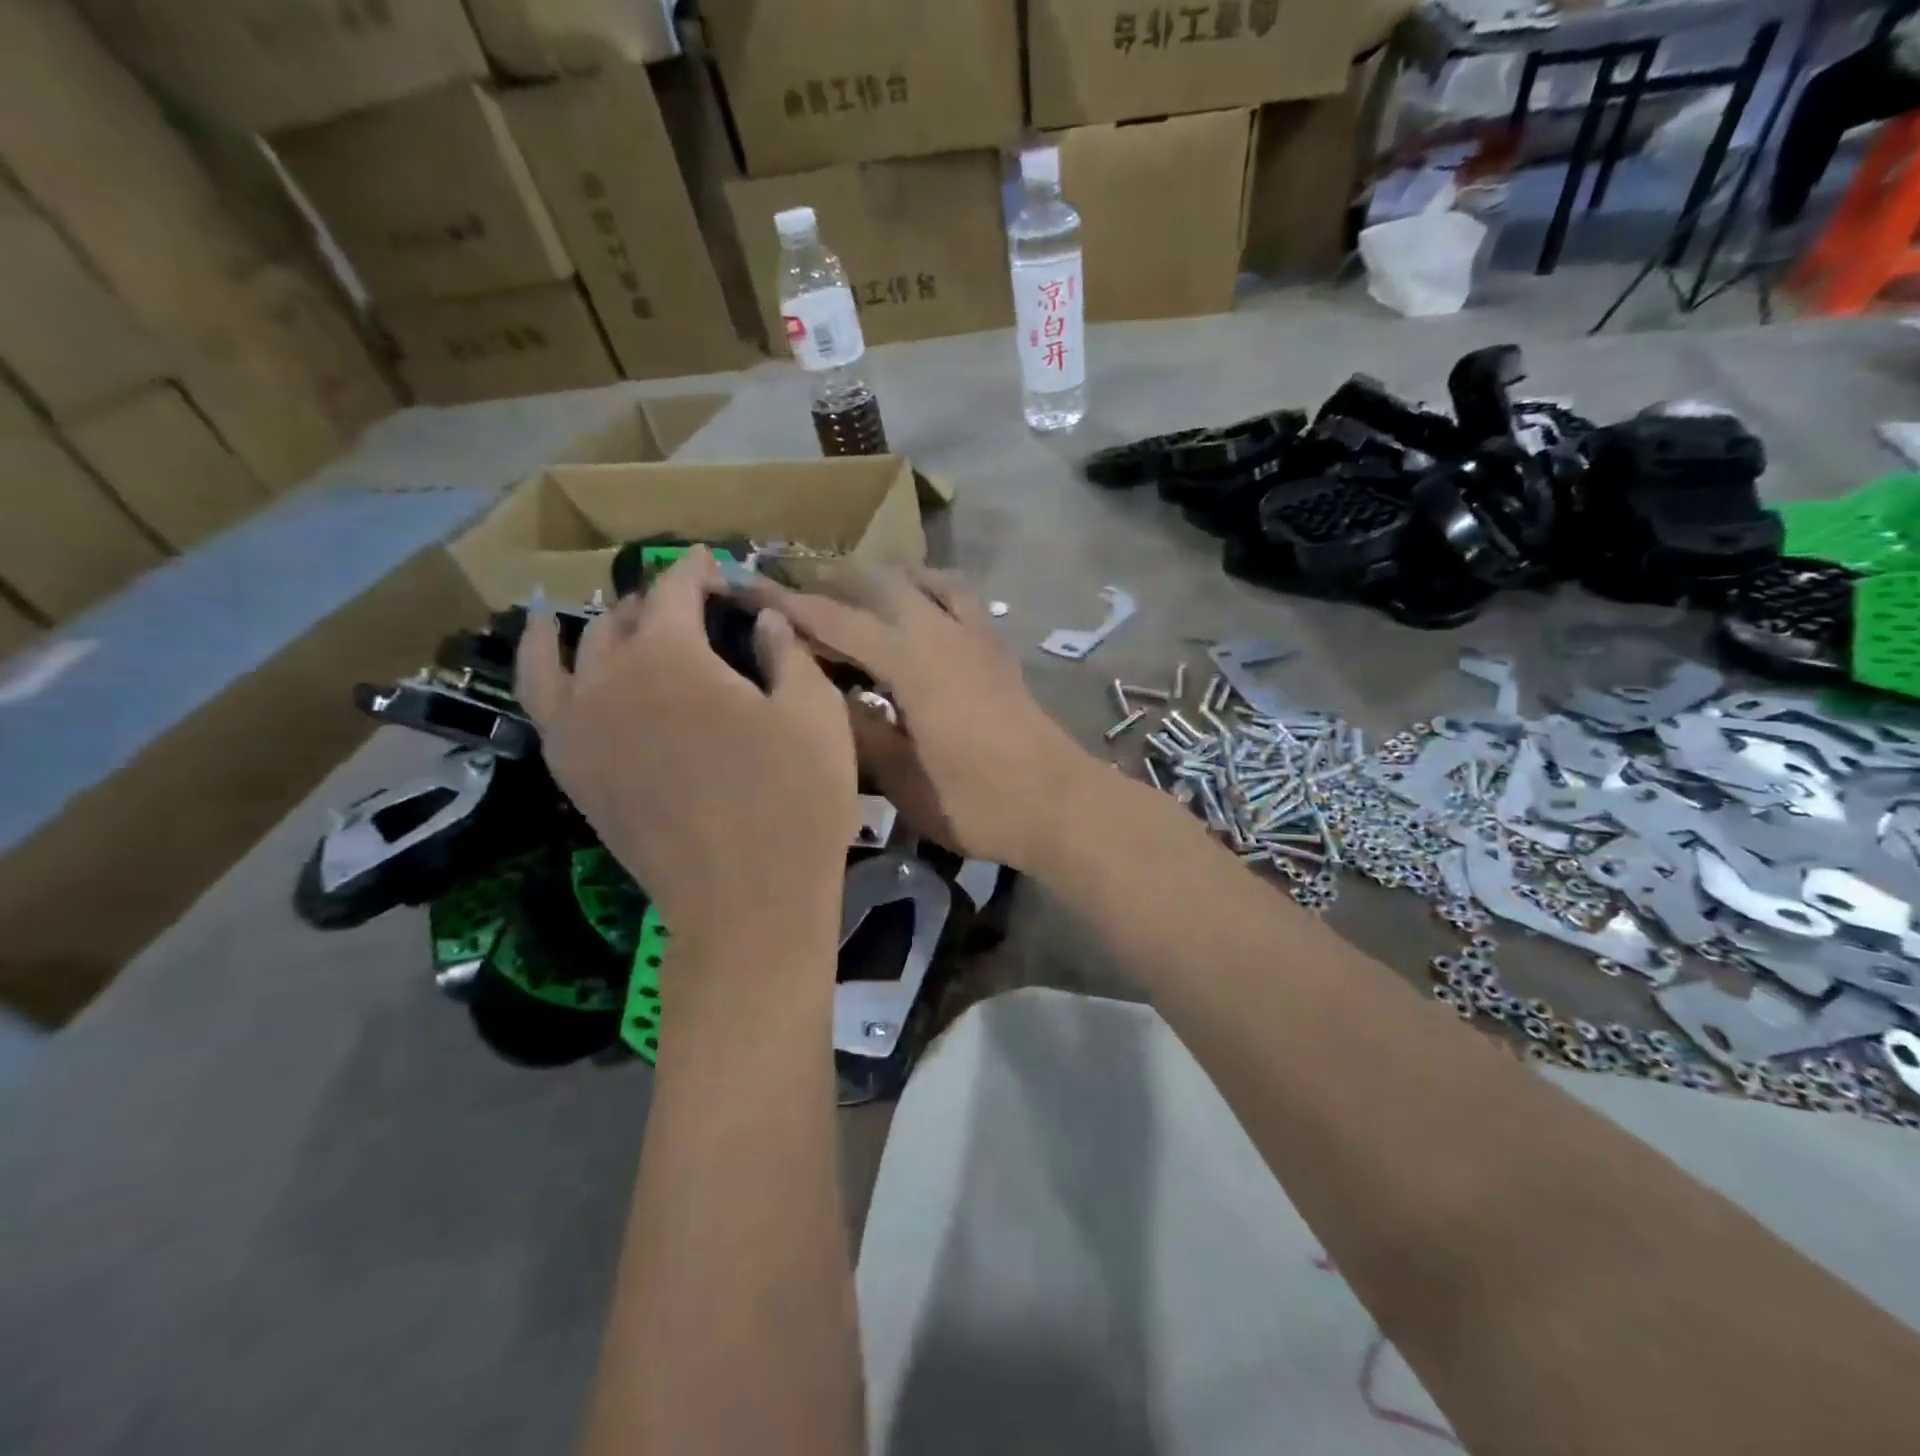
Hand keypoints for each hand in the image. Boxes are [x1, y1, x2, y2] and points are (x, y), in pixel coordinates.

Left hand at [516, 550, 856, 955]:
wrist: (745, 903)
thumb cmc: (794, 801)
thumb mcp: (815, 713)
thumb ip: (787, 650)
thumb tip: (763, 620)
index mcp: (670, 654)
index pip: (676, 588)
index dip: (699, 571)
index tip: (717, 567)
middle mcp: (608, 677)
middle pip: (623, 618)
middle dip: (657, 602)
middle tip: (691, 607)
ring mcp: (579, 727)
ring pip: (570, 652)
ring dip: (592, 627)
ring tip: (598, 615)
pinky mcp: (571, 771)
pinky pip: (542, 702)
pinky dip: (542, 666)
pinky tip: (554, 657)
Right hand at [749, 566, 1099, 871]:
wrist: (1059, 805)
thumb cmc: (978, 802)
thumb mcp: (902, 780)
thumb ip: (858, 731)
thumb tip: (819, 696)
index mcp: (910, 663)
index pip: (837, 619)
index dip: (787, 602)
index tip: (745, 585)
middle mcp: (941, 633)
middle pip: (879, 583)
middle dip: (831, 578)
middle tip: (792, 584)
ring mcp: (976, 636)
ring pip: (923, 579)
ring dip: (882, 576)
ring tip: (852, 587)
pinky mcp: (998, 649)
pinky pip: (960, 597)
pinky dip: (931, 587)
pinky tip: (922, 604)